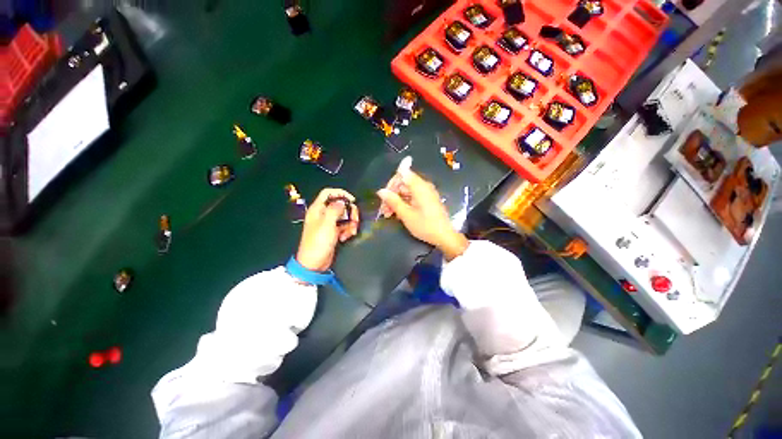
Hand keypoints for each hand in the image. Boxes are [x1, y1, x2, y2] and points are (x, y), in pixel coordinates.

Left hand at [296, 188, 359, 271]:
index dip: (340, 193)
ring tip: (350, 233)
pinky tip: (345, 237)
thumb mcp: (327, 224)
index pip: (328, 193)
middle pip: (340, 205)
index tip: (352, 200)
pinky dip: (347, 230)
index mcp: (318, 209)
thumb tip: (342, 201)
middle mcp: (323, 214)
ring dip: (351, 223)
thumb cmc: (318, 242)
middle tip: (355, 220)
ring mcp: (329, 223)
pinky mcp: (334, 231)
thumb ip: (335, 209)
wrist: (314, 263)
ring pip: (344, 216)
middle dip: (350, 212)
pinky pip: (344, 226)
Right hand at [377, 168, 468, 260]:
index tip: (384, 196)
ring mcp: (426, 193)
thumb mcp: (406, 214)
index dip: (391, 183)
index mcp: (420, 186)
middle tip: (383, 209)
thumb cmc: (425, 225)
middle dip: (392, 195)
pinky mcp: (427, 200)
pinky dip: (404, 204)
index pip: (402, 174)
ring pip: (406, 192)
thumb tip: (381, 191)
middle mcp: (424, 186)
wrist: (444, 236)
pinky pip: (412, 197)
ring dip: (396, 201)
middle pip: (403, 184)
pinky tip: (397, 214)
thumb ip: (393, 201)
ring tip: (387, 214)